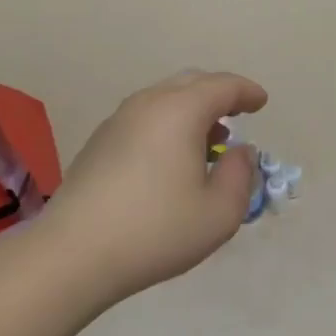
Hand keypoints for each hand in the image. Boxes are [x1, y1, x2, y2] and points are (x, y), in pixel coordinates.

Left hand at [42, 70, 266, 301]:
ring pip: (164, 98)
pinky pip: (144, 116)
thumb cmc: (156, 230)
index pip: (223, 86)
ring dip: (192, 109)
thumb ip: (240, 175)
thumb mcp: (219, 213)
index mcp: (180, 111)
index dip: (247, 92)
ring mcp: (118, 120)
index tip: (261, 103)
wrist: (74, 252)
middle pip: (191, 82)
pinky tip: (171, 157)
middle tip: (237, 114)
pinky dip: (167, 123)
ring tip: (208, 141)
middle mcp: (148, 103)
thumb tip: (240, 152)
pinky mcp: (99, 141)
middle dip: (219, 94)